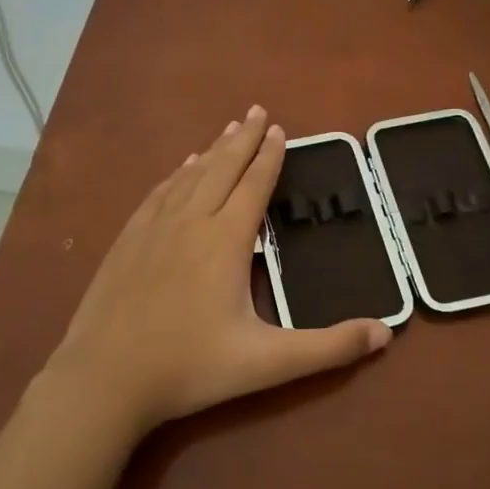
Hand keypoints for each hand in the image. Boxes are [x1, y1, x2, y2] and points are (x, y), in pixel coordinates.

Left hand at [42, 106, 392, 438]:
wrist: (104, 378)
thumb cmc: (190, 368)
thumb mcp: (267, 363)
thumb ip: (328, 348)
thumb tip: (386, 332)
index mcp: (225, 240)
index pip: (254, 185)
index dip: (269, 156)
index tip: (279, 128)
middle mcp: (190, 222)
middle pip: (222, 168)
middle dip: (243, 139)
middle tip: (257, 110)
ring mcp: (153, 229)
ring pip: (189, 177)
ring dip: (212, 150)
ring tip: (227, 130)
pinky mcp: (127, 241)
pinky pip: (159, 194)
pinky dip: (176, 175)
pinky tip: (180, 170)